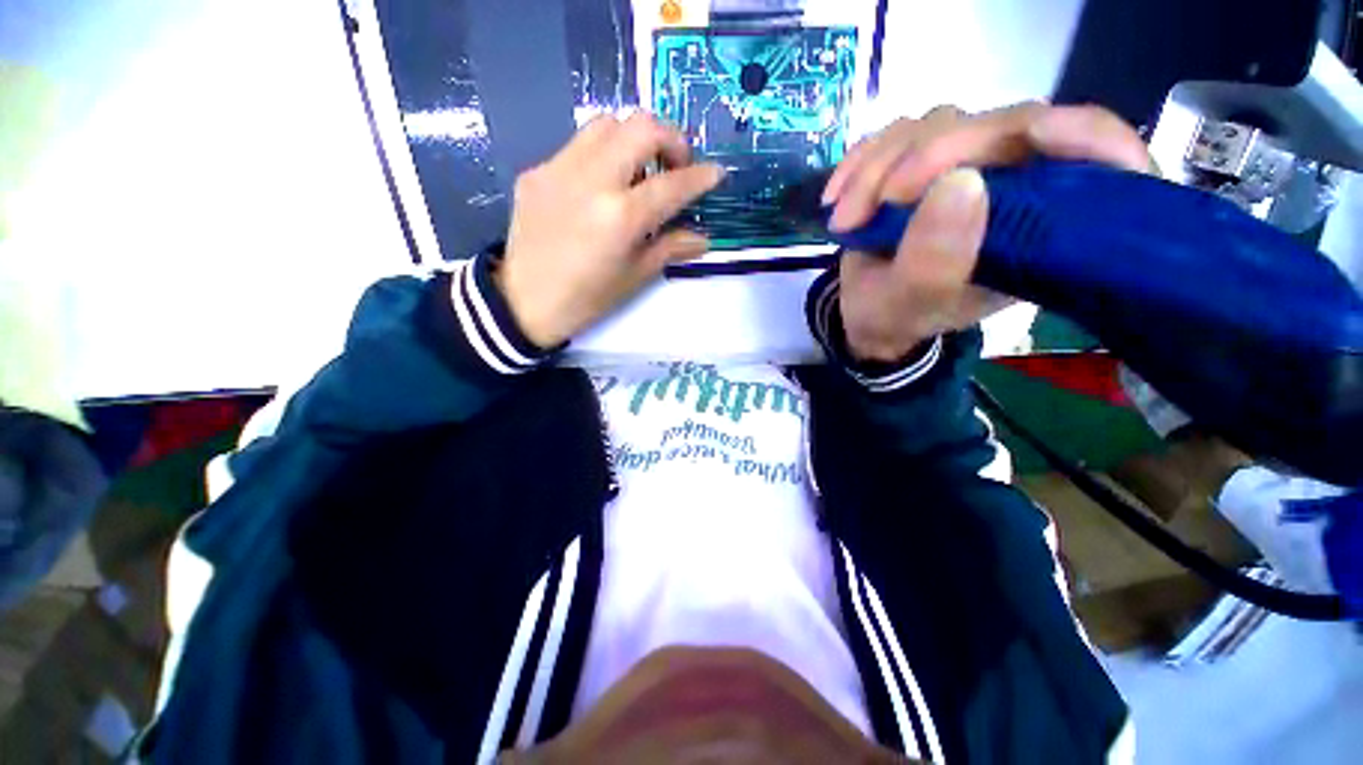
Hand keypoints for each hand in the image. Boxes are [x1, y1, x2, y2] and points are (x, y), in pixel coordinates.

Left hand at [493, 112, 724, 347]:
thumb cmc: (587, 298)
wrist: (524, 301)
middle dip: (671, 139)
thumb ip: (671, 248)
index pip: (673, 184)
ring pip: (607, 123)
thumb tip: (703, 237)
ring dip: (634, 139)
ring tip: (638, 171)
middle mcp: (593, 180)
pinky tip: (600, 186)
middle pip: (642, 126)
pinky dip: (601, 156)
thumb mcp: (635, 277)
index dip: (701, 177)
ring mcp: (560, 169)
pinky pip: (577, 145)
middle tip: (675, 166)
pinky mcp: (537, 170)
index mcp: (621, 217)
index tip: (715, 174)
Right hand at [823, 103, 1154, 362]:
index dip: (1080, 134)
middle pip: (1001, 126)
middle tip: (870, 208)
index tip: (1035, 135)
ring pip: (939, 125)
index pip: (1100, 159)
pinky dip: (860, 161)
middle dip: (925, 160)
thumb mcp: (909, 305)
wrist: (865, 312)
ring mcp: (970, 167)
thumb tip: (961, 181)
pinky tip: (835, 197)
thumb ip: (934, 263)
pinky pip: (898, 134)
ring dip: (877, 169)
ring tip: (844, 221)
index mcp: (1041, 232)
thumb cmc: (896, 317)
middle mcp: (1017, 188)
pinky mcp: (927, 161)